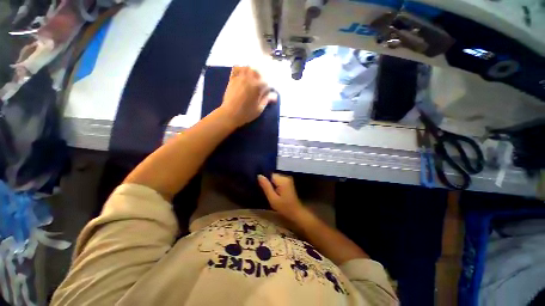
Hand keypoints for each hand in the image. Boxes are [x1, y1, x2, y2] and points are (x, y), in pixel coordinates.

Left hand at [219, 66, 277, 127]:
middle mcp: (249, 79)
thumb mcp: (259, 109)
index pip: (266, 82)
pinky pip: (237, 68)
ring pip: (248, 68)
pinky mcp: (232, 79)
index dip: (269, 88)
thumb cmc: (246, 114)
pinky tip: (244, 74)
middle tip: (262, 85)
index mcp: (257, 87)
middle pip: (258, 72)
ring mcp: (240, 78)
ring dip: (252, 71)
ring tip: (254, 78)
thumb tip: (274, 95)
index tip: (268, 93)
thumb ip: (266, 100)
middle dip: (261, 77)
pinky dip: (241, 68)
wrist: (229, 114)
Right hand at [258, 174, 305, 219]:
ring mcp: (288, 179)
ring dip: (271, 185)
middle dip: (268, 183)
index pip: (270, 175)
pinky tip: (275, 193)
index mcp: (282, 180)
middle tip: (266, 193)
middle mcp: (286, 177)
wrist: (296, 213)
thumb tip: (259, 175)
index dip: (265, 181)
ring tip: (270, 193)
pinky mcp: (288, 182)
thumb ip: (266, 186)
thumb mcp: (273, 198)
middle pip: (272, 176)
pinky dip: (275, 186)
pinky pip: (278, 181)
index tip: (261, 188)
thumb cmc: (284, 207)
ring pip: (275, 179)